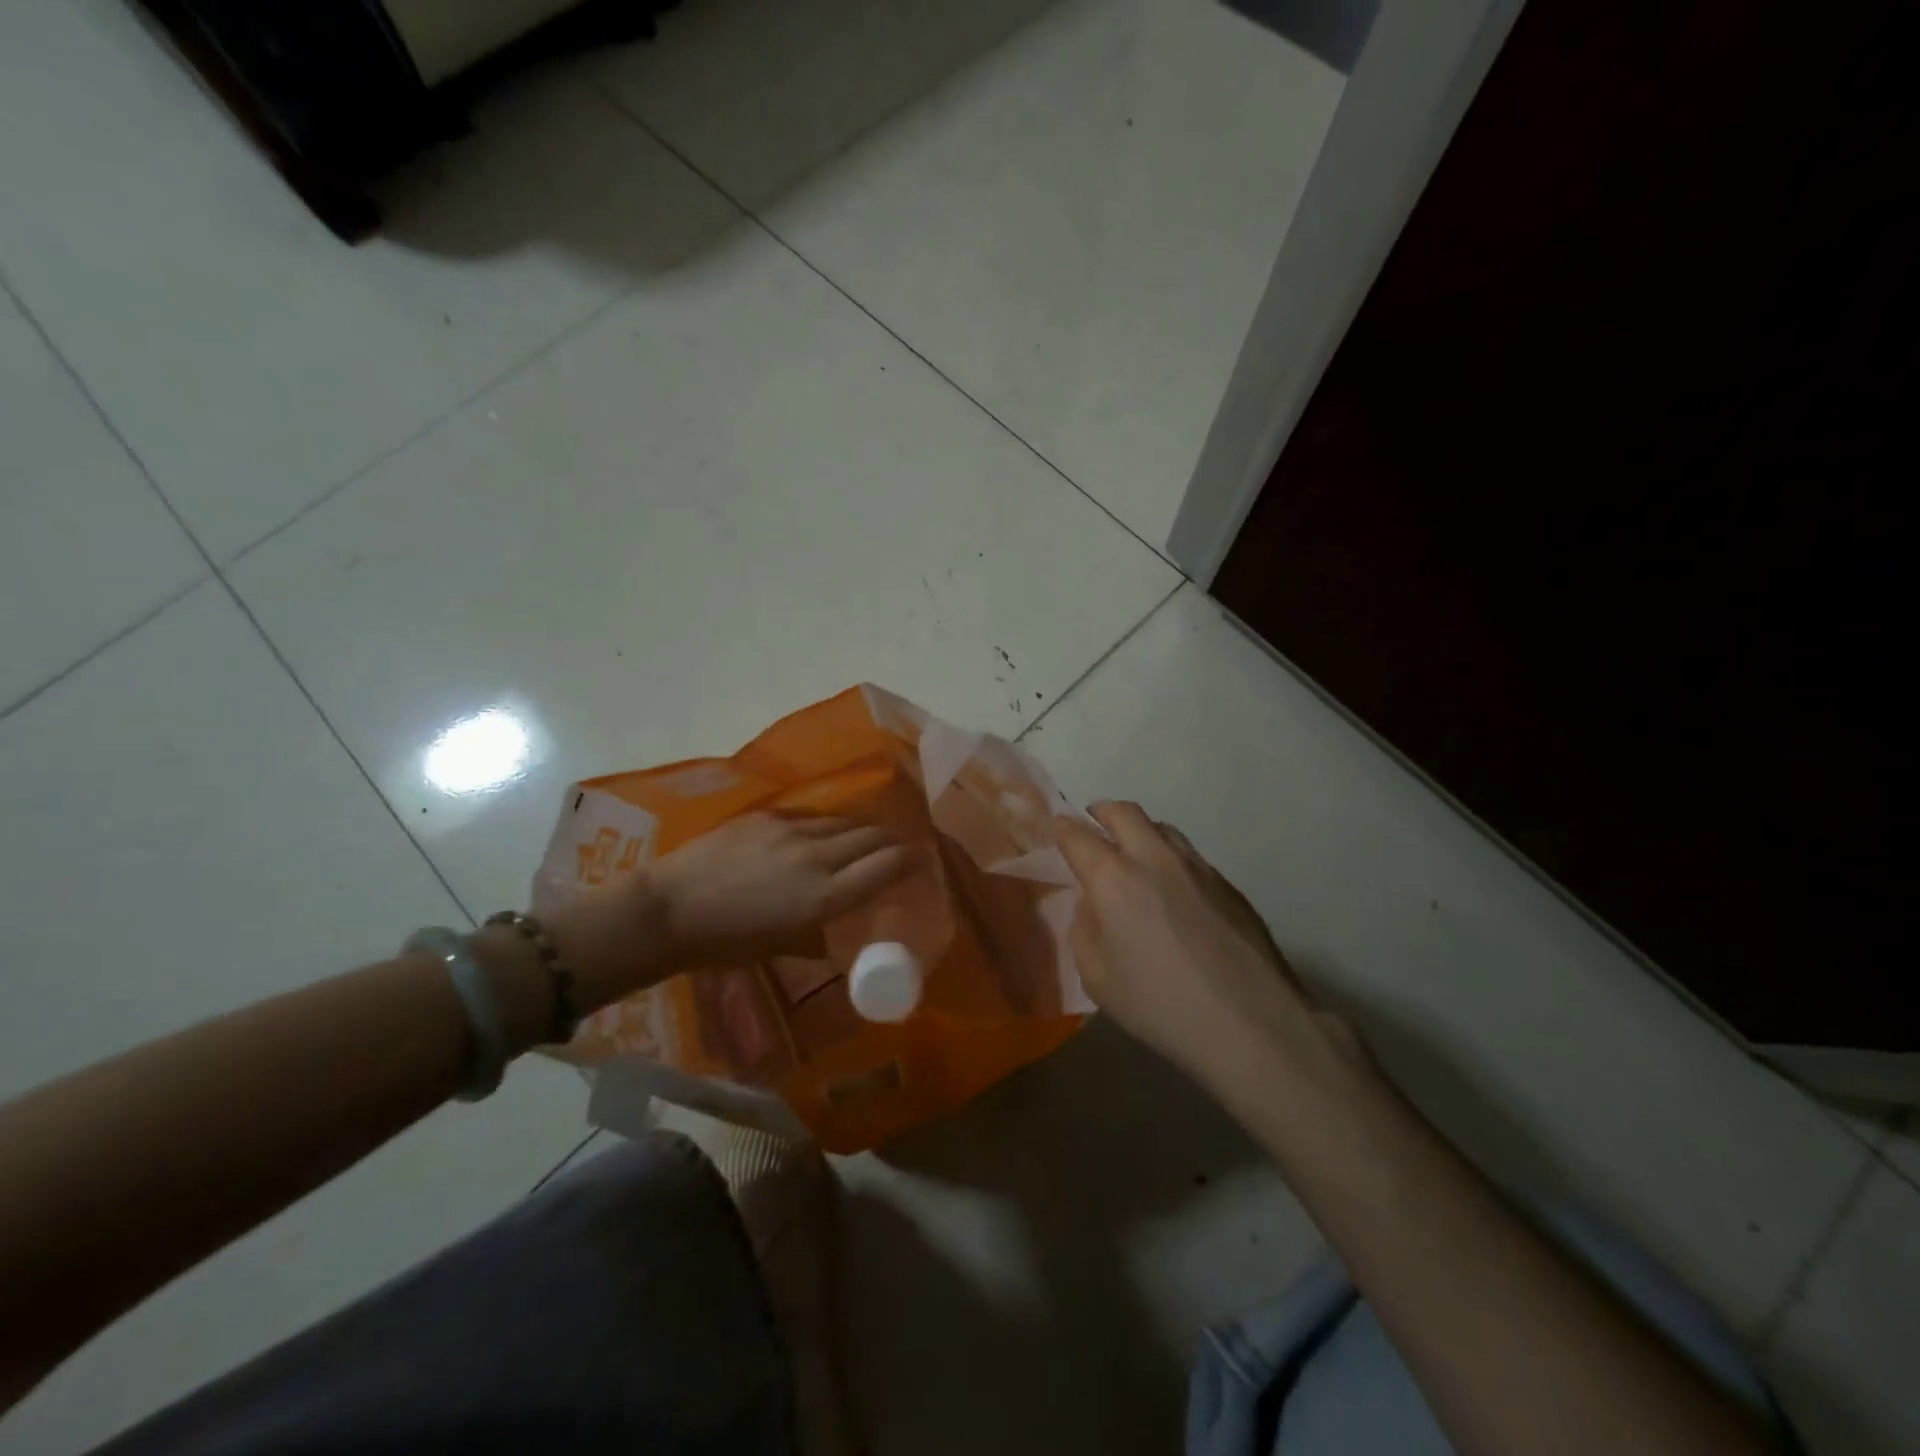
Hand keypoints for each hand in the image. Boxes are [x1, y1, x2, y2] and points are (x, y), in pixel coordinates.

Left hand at [526, 813, 913, 1029]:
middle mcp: (817, 856)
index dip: (911, 861)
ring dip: (863, 831)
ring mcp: (791, 830)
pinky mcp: (768, 817)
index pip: (886, 866)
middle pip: (872, 837)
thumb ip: (822, 931)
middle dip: (894, 842)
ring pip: (845, 822)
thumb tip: (844, 925)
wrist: (669, 909)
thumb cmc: (726, 943)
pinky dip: (829, 826)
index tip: (922, 862)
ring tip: (869, 838)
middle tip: (901, 849)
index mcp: (824, 897)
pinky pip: (813, 816)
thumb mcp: (783, 946)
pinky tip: (825, 833)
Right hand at [1054, 802, 1362, 1097]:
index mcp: (1114, 879)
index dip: (1062, 828)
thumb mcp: (1097, 977)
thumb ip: (1085, 928)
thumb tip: (1093, 904)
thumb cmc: (1159, 1005)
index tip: (1057, 829)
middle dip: (1101, 813)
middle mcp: (1155, 859)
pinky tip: (1173, 893)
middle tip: (1093, 828)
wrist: (1250, 1024)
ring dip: (1139, 832)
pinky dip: (1169, 859)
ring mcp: (1197, 867)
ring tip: (1133, 858)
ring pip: (1161, 827)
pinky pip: (1189, 856)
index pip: (1078, 835)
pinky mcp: (1227, 884)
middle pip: (1123, 812)